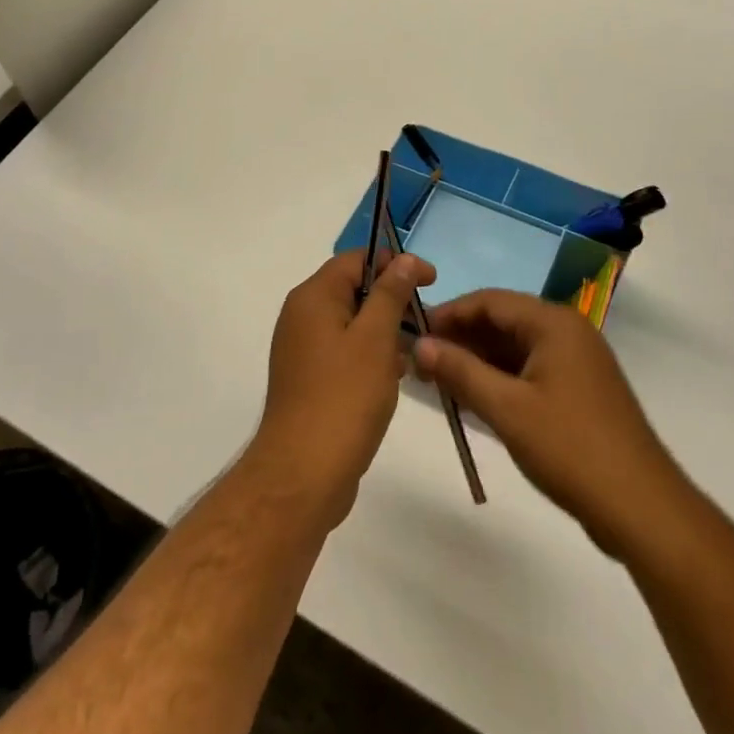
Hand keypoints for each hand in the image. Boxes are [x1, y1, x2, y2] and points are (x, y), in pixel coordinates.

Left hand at [249, 249, 436, 530]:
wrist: (303, 473)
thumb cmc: (344, 397)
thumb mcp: (375, 339)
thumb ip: (390, 294)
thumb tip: (402, 259)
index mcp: (313, 297)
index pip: (357, 260)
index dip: (395, 264)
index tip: (431, 281)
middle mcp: (302, 315)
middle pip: (353, 290)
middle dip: (392, 300)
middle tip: (426, 320)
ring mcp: (303, 349)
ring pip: (351, 323)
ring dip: (384, 331)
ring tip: (415, 353)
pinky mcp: (309, 379)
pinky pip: (345, 352)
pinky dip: (370, 355)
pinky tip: (394, 377)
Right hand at [413, 290, 683, 557]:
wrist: (642, 508)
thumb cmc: (571, 448)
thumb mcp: (507, 409)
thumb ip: (460, 371)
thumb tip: (419, 344)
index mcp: (554, 323)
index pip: (489, 300)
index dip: (449, 313)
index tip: (413, 332)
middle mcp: (567, 332)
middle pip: (502, 321)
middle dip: (461, 338)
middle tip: (420, 361)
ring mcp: (576, 362)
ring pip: (515, 348)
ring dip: (478, 360)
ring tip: (438, 380)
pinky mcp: (579, 390)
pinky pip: (529, 370)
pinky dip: (500, 379)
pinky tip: (473, 397)